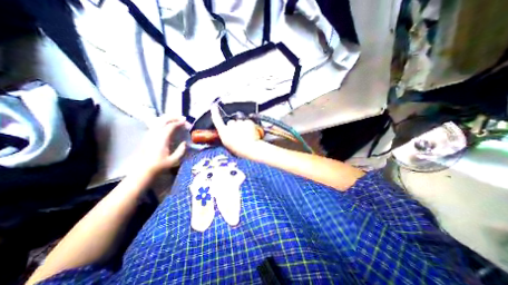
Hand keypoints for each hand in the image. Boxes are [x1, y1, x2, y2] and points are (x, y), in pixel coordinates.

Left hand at [131, 115, 186, 176]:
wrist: (143, 170)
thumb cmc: (159, 165)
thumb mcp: (174, 160)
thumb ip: (181, 150)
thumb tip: (185, 143)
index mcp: (162, 138)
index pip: (171, 126)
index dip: (180, 123)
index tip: (187, 123)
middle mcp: (155, 134)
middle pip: (163, 120)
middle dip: (174, 117)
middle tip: (183, 118)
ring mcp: (150, 134)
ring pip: (158, 121)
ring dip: (168, 118)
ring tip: (176, 119)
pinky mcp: (147, 136)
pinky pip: (155, 124)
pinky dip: (163, 121)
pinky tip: (167, 124)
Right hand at [212, 102, 265, 156]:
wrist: (251, 149)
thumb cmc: (240, 150)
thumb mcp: (228, 145)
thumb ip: (226, 137)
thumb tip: (228, 133)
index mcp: (224, 132)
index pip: (216, 119)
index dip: (215, 112)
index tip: (214, 106)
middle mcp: (230, 126)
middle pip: (231, 122)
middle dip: (234, 126)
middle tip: (239, 135)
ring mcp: (239, 123)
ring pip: (240, 122)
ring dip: (242, 126)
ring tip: (246, 136)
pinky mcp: (248, 121)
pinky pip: (248, 122)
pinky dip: (249, 126)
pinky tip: (251, 133)